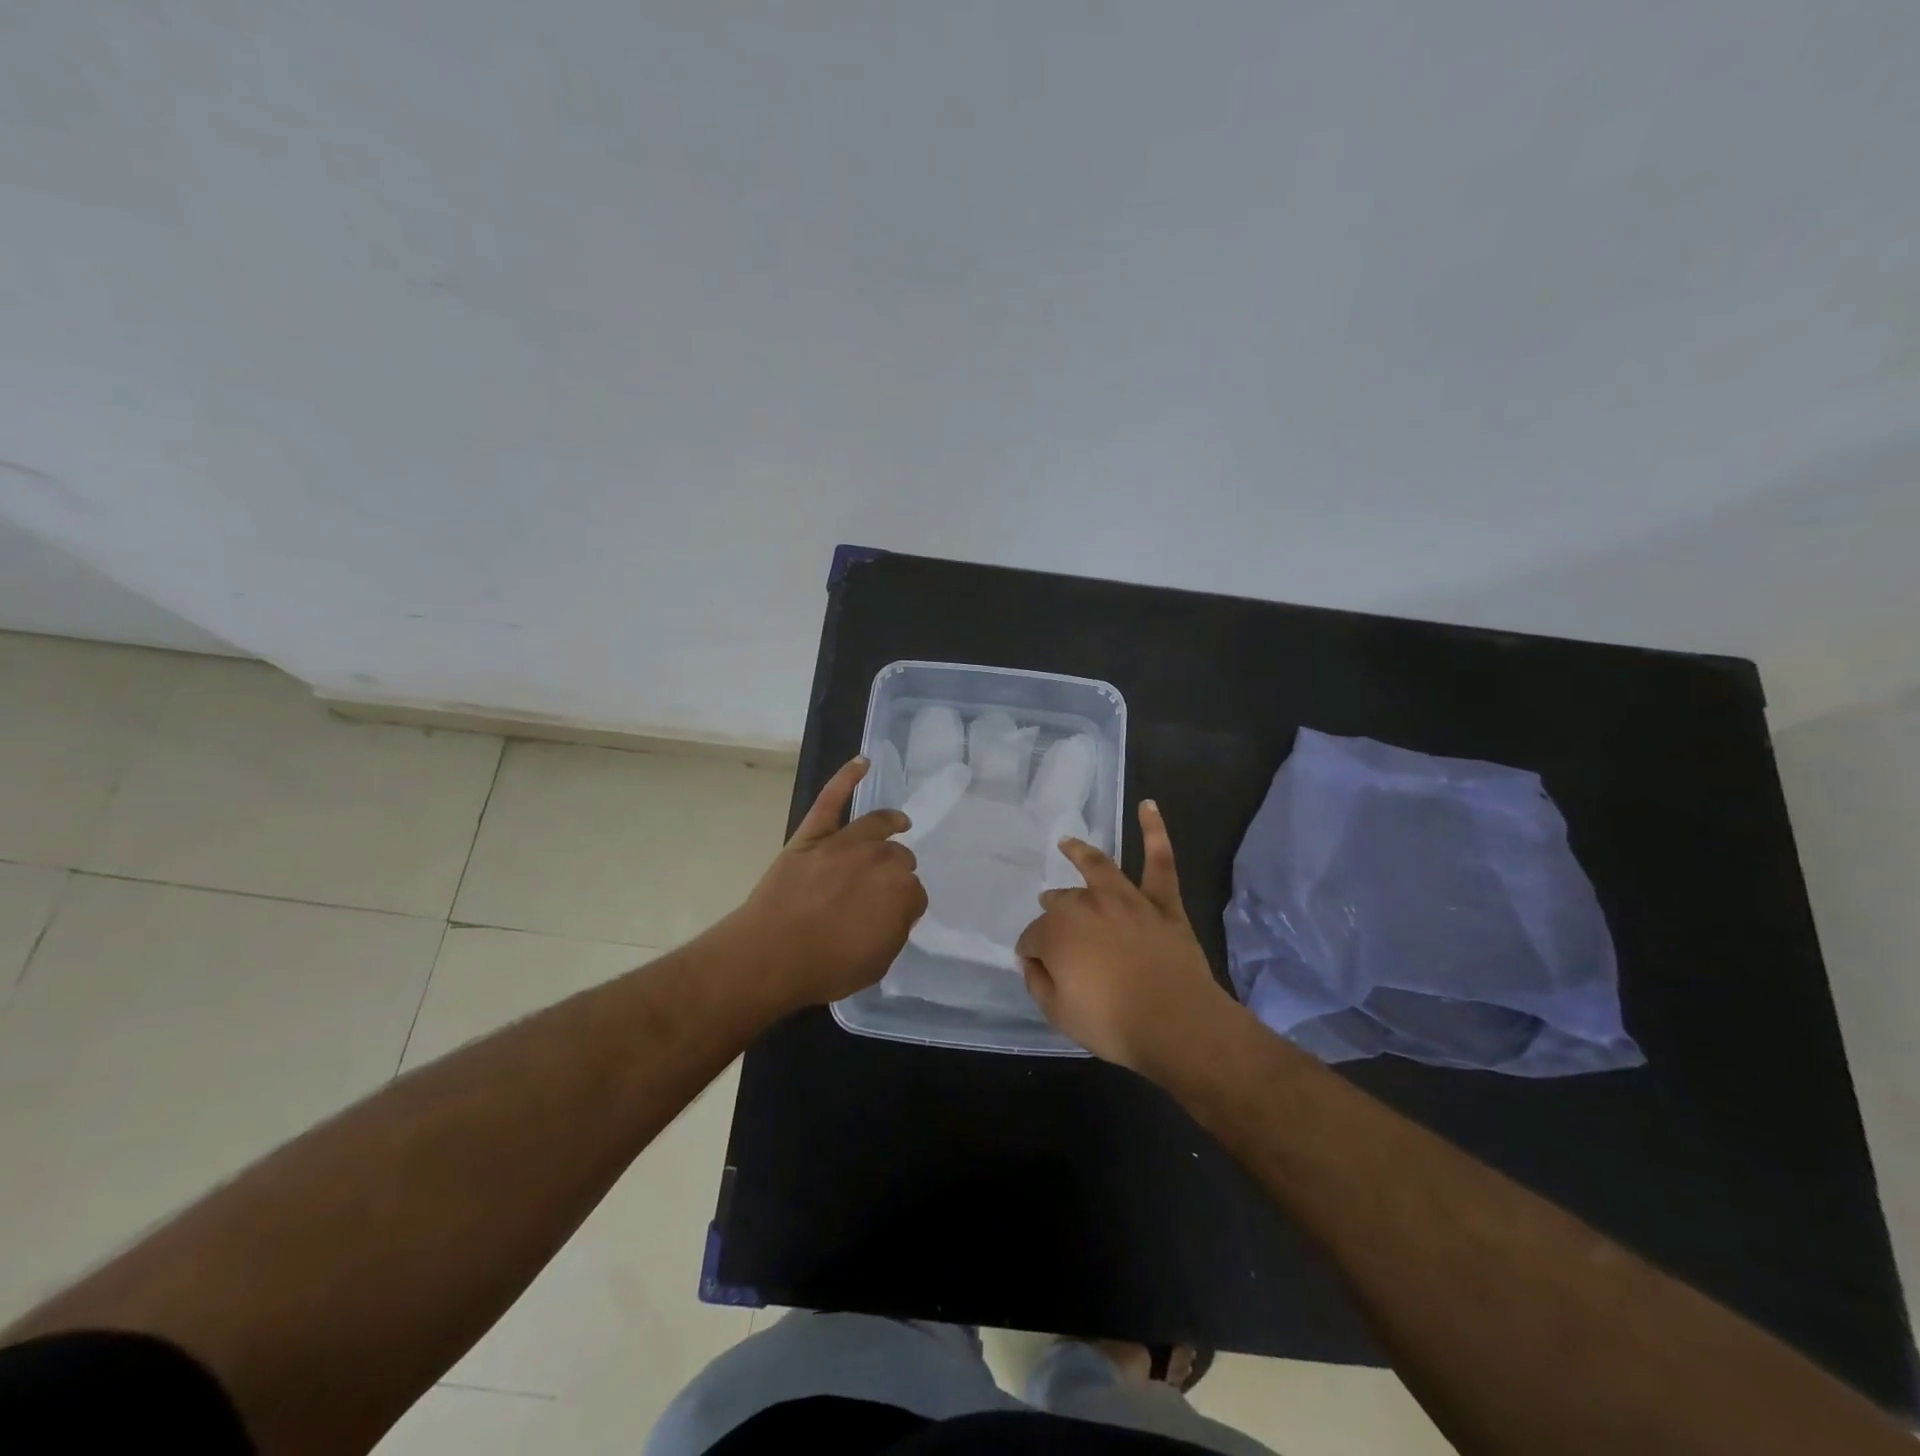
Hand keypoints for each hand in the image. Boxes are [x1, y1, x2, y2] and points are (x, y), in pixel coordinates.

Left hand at [727, 756, 926, 1014]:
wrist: (770, 955)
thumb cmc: (826, 967)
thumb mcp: (877, 962)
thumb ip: (894, 930)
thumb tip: (895, 911)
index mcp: (901, 892)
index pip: (915, 894)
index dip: (905, 906)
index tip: (893, 917)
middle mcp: (879, 859)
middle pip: (899, 858)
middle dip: (896, 871)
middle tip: (882, 889)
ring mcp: (844, 842)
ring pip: (877, 826)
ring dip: (892, 823)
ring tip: (900, 822)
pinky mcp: (813, 835)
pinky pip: (831, 799)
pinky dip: (846, 777)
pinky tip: (861, 762)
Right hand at [1015, 800, 1234, 1074]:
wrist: (1177, 1024)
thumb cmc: (1112, 1023)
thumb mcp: (1058, 1013)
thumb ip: (1038, 982)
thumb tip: (1032, 960)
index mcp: (1057, 932)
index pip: (1034, 938)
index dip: (1033, 953)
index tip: (1037, 967)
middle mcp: (1087, 906)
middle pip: (1062, 903)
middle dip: (1052, 910)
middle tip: (1048, 915)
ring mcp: (1127, 900)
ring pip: (1099, 868)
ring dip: (1080, 853)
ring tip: (1067, 844)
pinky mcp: (1162, 903)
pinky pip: (1160, 862)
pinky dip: (1155, 832)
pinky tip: (1149, 805)